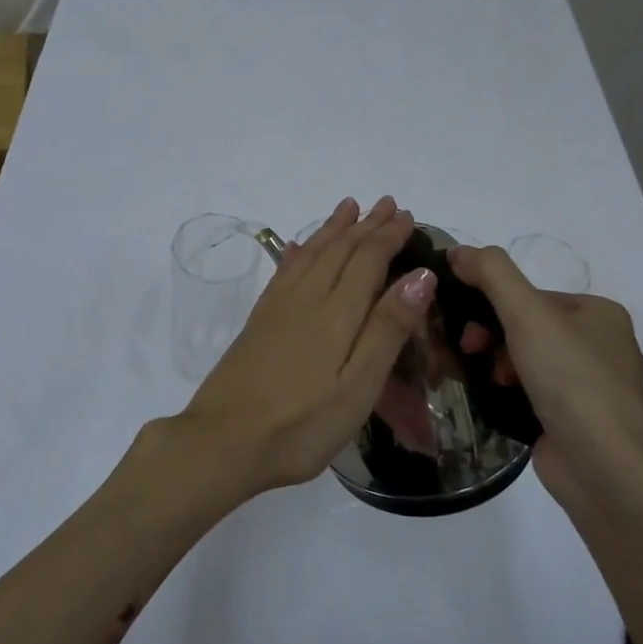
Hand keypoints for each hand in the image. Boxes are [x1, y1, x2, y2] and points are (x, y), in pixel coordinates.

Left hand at [173, 196, 435, 502]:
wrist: (223, 441)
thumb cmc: (301, 424)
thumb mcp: (358, 386)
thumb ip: (388, 328)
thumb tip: (420, 275)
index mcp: (337, 312)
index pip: (368, 259)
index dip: (388, 235)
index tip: (407, 215)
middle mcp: (306, 298)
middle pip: (339, 249)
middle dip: (365, 225)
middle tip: (386, 202)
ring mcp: (277, 308)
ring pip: (310, 253)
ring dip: (332, 229)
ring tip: (347, 208)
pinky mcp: (257, 322)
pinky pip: (282, 272)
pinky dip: (296, 252)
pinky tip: (296, 246)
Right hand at [447, 245, 642, 507]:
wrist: (605, 468)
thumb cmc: (571, 380)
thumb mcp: (528, 313)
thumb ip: (492, 274)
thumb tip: (458, 250)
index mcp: (599, 313)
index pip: (531, 295)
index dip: (492, 303)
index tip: (465, 324)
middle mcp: (600, 346)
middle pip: (527, 326)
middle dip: (491, 336)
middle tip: (469, 352)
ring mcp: (589, 387)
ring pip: (526, 360)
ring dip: (496, 364)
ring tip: (486, 380)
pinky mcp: (575, 421)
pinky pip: (531, 392)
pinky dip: (508, 392)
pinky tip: (494, 400)